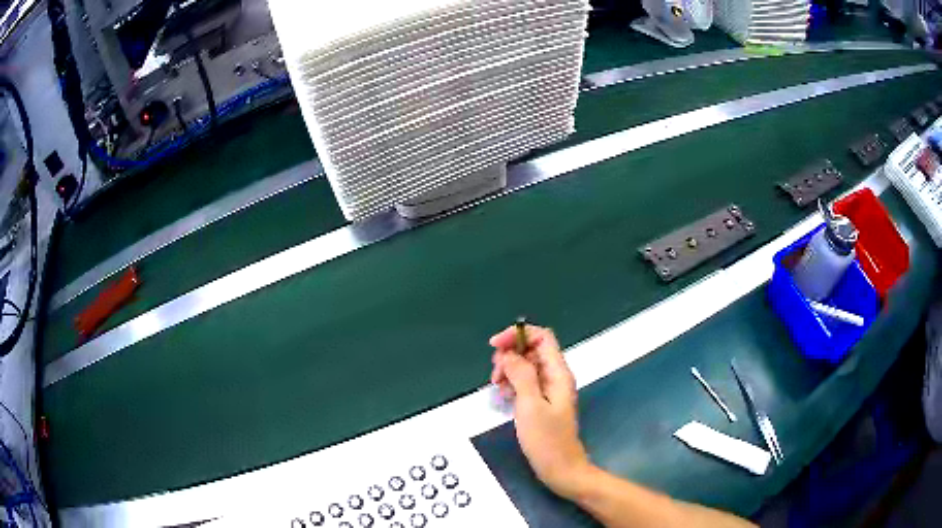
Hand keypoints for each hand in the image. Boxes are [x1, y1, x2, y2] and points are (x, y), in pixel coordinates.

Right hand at [489, 324, 591, 498]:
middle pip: (531, 350)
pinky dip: (512, 383)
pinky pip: (525, 382)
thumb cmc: (547, 440)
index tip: (495, 346)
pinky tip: (504, 396)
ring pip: (526, 366)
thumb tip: (510, 354)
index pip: (542, 337)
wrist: (560, 468)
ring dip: (508, 370)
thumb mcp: (530, 406)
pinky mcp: (542, 401)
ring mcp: (549, 389)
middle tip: (496, 375)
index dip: (518, 335)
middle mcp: (555, 376)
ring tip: (497, 386)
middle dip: (510, 355)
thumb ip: (521, 375)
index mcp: (558, 373)